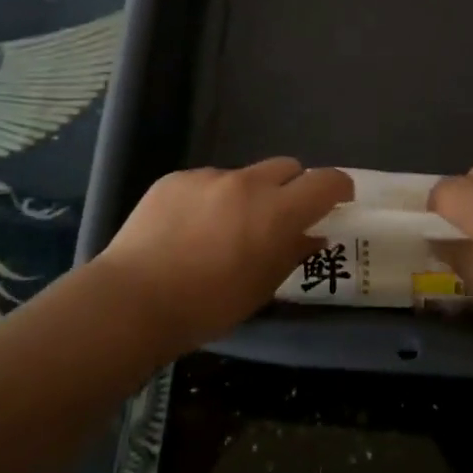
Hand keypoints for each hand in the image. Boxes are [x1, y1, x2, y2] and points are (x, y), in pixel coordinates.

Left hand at [94, 160, 353, 353]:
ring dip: (246, 195)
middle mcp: (246, 183)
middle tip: (280, 217)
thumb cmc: (207, 305)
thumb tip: (312, 235)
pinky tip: (187, 230)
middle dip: (292, 187)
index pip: (326, 181)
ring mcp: (207, 177)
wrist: (134, 298)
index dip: (339, 187)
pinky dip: (209, 199)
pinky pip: (205, 182)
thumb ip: (292, 253)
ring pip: (242, 176)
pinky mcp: (174, 178)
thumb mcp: (261, 288)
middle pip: (286, 167)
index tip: (338, 200)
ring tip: (222, 230)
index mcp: (276, 211)